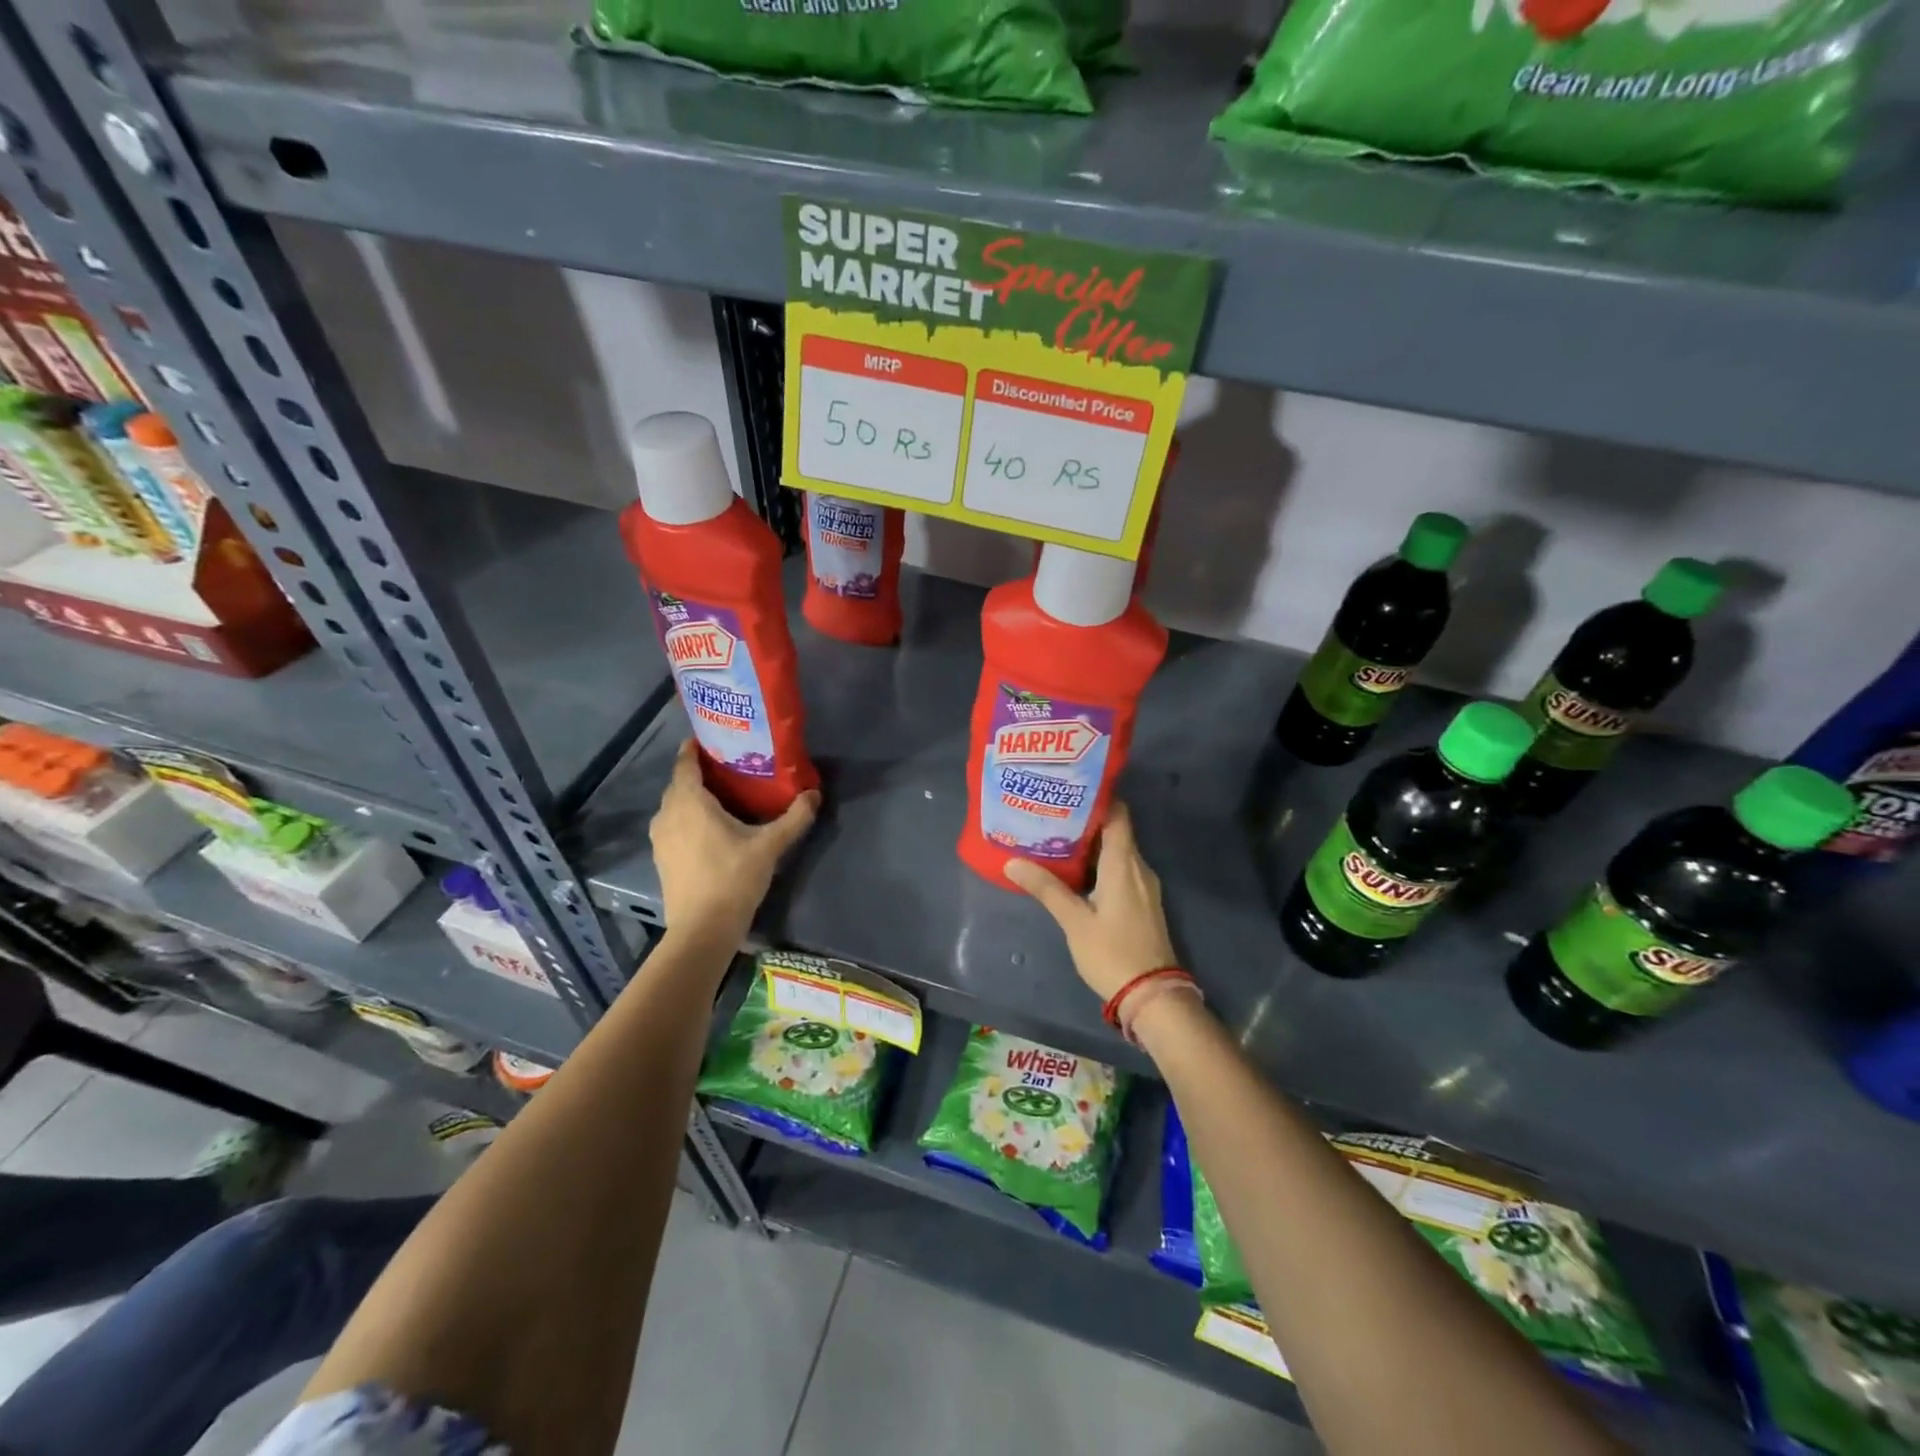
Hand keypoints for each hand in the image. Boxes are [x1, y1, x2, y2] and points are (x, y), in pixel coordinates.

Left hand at [649, 740, 818, 946]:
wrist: (702, 930)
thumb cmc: (732, 879)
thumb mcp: (769, 846)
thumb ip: (794, 818)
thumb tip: (815, 794)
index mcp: (689, 802)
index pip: (686, 763)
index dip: (695, 748)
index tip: (713, 738)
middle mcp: (668, 814)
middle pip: (680, 783)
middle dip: (699, 772)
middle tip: (729, 766)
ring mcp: (661, 838)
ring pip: (675, 806)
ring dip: (692, 797)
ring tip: (722, 795)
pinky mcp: (662, 858)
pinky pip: (673, 825)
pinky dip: (687, 818)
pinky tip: (710, 827)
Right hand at [1004, 802, 1178, 1000]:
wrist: (1152, 995)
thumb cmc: (1112, 952)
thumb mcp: (1074, 921)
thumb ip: (1046, 888)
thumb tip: (1012, 862)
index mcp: (1124, 863)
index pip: (1118, 814)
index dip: (1097, 797)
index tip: (1068, 788)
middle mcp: (1138, 867)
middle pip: (1115, 830)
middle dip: (1085, 820)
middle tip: (1051, 812)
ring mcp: (1143, 886)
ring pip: (1117, 851)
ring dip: (1091, 844)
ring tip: (1056, 837)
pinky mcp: (1142, 903)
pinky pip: (1120, 870)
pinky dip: (1099, 863)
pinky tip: (1075, 871)